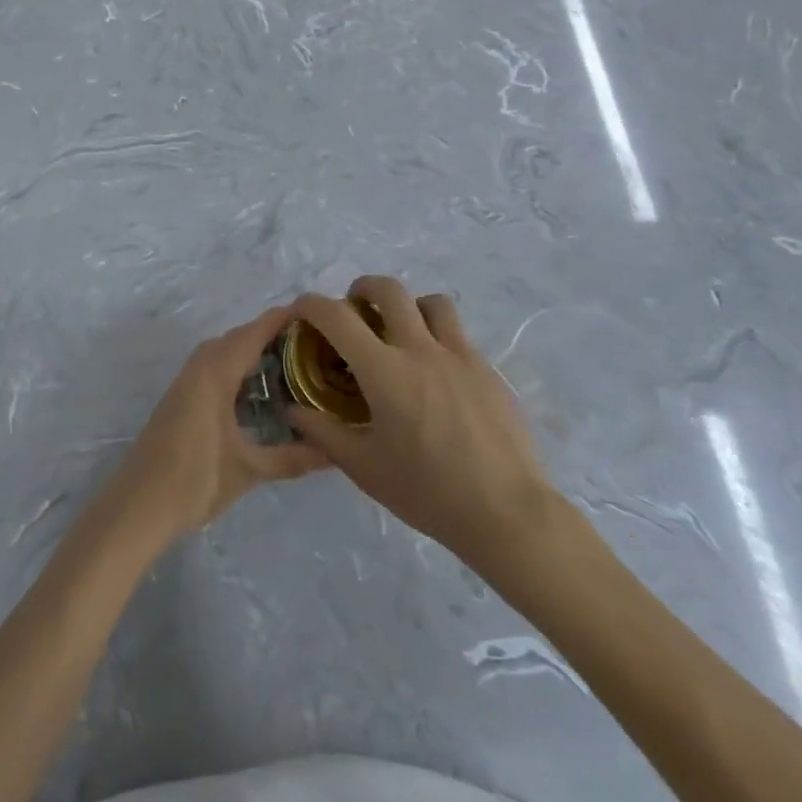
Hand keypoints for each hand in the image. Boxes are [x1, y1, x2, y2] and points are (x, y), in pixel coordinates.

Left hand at [109, 307, 329, 541]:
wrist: (137, 506)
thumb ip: (292, 458)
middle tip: (311, 346)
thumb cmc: (193, 481)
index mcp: (215, 374)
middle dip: (271, 335)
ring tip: (290, 365)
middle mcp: (199, 368)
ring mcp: (185, 382)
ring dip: (252, 350)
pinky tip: (256, 391)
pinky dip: (236, 366)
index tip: (316, 316)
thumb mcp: (248, 470)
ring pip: (223, 351)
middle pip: (238, 337)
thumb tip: (334, 453)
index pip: (253, 333)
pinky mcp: (179, 397)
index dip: (282, 320)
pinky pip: (213, 366)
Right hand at [287, 278, 565, 586]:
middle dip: (363, 288)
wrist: (508, 513)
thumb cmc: (429, 492)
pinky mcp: (487, 370)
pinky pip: (458, 334)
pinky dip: (438, 336)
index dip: (311, 305)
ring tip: (401, 330)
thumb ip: (324, 434)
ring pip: (431, 302)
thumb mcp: (365, 469)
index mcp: (385, 371)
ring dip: (408, 306)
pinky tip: (436, 373)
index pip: (337, 318)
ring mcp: (460, 355)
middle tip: (355, 308)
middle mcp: (421, 350)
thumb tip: (294, 411)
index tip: (301, 310)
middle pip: (389, 290)